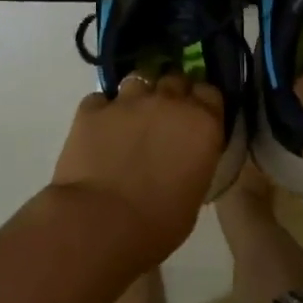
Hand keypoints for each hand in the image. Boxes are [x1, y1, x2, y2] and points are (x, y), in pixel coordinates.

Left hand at [49, 73, 223, 264]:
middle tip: (164, 118)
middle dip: (171, 94)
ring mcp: (127, 101)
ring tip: (130, 119)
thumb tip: (185, 157)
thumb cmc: (158, 223)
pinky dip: (102, 111)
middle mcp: (168, 101)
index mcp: (201, 124)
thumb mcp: (194, 194)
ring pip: (138, 80)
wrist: (100, 223)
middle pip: (175, 79)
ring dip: (138, 96)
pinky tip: (99, 131)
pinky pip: (100, 99)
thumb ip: (194, 162)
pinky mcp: (92, 109)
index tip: (196, 117)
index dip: (202, 103)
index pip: (210, 92)